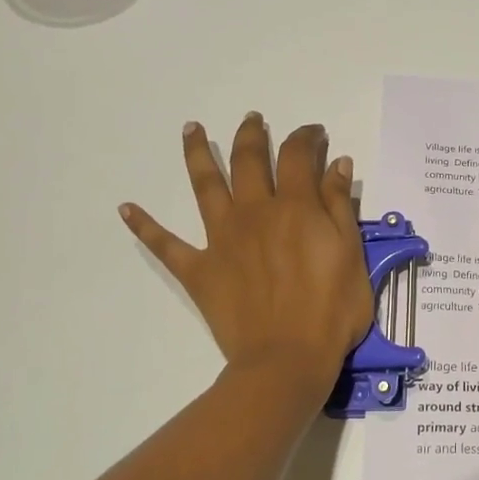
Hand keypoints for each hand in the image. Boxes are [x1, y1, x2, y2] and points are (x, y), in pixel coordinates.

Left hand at [120, 114, 372, 391]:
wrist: (287, 359)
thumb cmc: (332, 311)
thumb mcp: (352, 256)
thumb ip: (340, 207)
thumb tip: (336, 163)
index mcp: (296, 208)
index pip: (298, 157)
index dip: (305, 138)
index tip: (314, 133)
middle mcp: (255, 212)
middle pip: (249, 161)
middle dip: (251, 135)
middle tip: (253, 120)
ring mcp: (222, 239)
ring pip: (206, 186)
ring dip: (197, 154)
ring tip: (191, 129)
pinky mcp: (199, 269)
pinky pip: (165, 244)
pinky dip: (145, 226)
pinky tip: (126, 208)